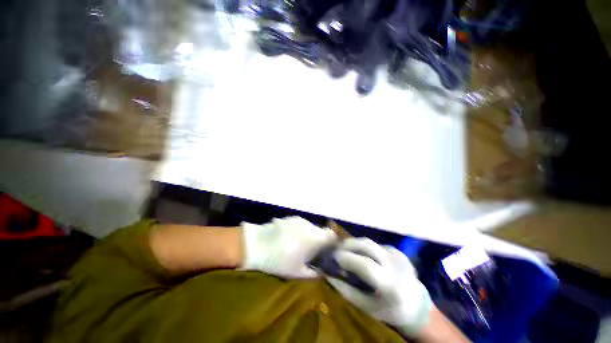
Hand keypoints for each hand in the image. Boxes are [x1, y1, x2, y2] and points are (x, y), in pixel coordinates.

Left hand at [241, 217, 336, 278]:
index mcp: (314, 238)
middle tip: (311, 252)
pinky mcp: (289, 218)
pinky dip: (298, 231)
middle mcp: (309, 225)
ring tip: (297, 246)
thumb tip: (322, 273)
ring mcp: (298, 220)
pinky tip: (288, 239)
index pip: (332, 235)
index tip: (328, 252)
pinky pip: (299, 224)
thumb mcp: (297, 273)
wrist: (256, 244)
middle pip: (320, 231)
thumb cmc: (279, 260)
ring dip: (308, 235)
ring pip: (309, 227)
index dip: (332, 243)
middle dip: (318, 241)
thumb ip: (313, 274)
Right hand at [326, 238, 432, 337]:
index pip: (365, 264)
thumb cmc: (390, 311)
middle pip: (367, 245)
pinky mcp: (398, 251)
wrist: (417, 306)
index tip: (334, 257)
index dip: (347, 258)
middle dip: (348, 244)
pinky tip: (362, 255)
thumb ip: (346, 291)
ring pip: (370, 242)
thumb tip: (329, 275)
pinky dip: (365, 248)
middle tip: (337, 249)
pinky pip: (376, 245)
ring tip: (346, 250)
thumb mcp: (367, 307)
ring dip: (355, 244)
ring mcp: (397, 255)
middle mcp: (395, 265)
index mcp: (389, 284)